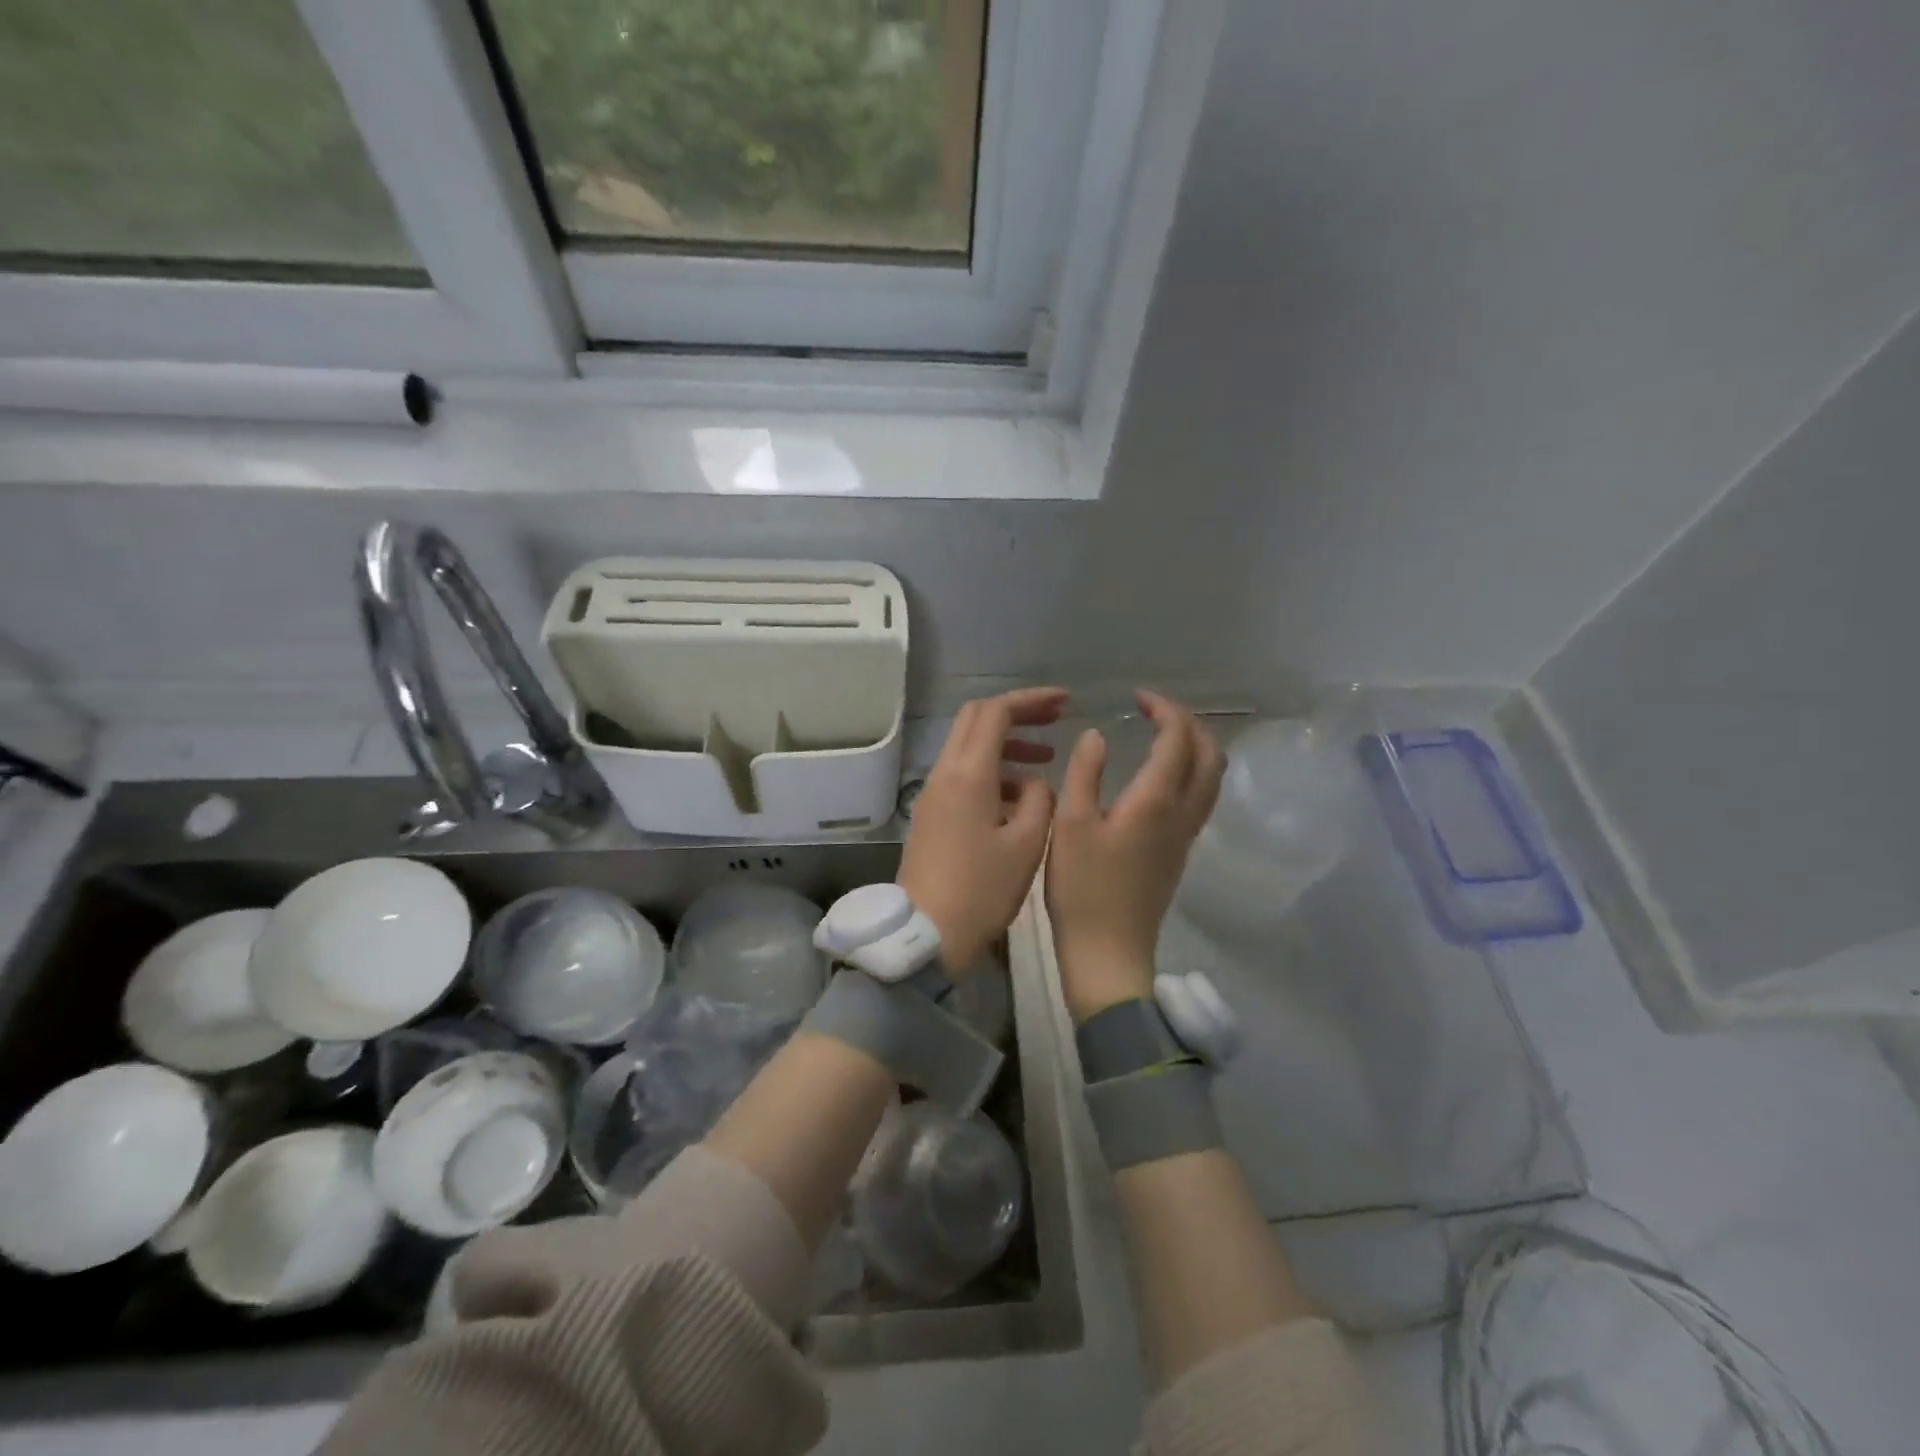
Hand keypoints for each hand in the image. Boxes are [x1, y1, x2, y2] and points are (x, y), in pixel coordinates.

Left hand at [897, 687, 1065, 971]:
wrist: (927, 933)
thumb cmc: (982, 889)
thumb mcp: (1026, 843)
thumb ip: (1038, 800)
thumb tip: (1033, 783)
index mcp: (968, 774)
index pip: (995, 712)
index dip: (1031, 700)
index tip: (1065, 702)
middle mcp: (944, 774)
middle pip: (975, 720)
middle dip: (1016, 713)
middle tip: (1054, 720)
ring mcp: (933, 795)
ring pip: (968, 748)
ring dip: (1006, 746)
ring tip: (1045, 762)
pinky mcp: (931, 815)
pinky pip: (962, 776)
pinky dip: (992, 772)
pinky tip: (1019, 798)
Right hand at [1045, 690, 1224, 1021]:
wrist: (1108, 953)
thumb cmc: (1082, 888)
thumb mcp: (1070, 824)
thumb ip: (1085, 773)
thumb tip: (1098, 735)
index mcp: (1156, 801)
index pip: (1178, 739)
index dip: (1164, 710)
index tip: (1137, 698)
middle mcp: (1182, 814)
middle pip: (1210, 756)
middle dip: (1189, 723)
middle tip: (1155, 711)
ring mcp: (1185, 837)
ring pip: (1211, 779)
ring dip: (1196, 747)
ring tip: (1162, 735)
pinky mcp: (1179, 854)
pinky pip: (1200, 798)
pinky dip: (1190, 771)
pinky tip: (1159, 775)